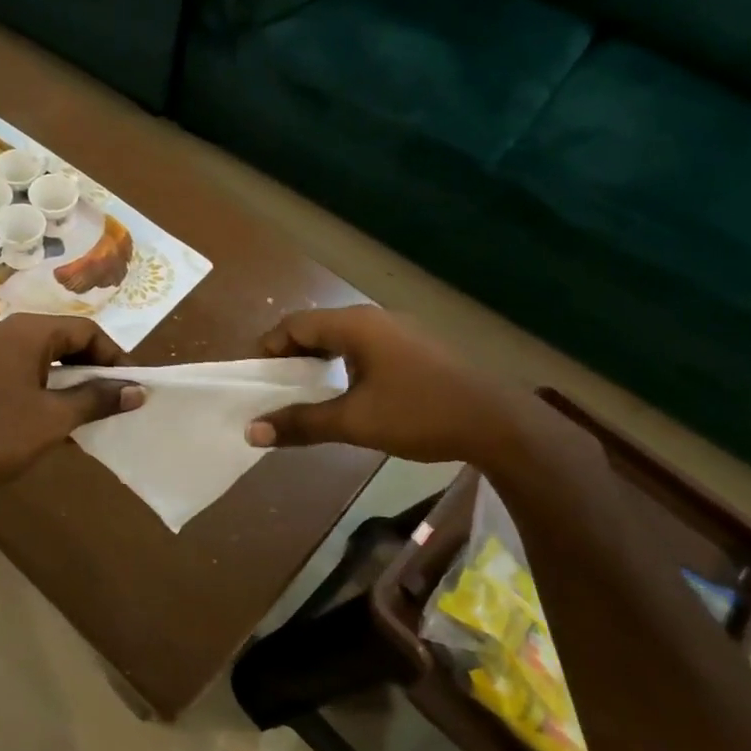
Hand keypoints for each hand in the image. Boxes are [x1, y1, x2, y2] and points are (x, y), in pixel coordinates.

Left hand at [0, 314, 142, 515]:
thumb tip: (137, 390)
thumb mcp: (54, 419)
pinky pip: (15, 372)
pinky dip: (38, 389)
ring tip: (84, 414)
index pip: (83, 329)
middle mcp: (1, 331)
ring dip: (64, 382)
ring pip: (36, 358)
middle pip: (59, 339)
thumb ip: (97, 399)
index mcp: (24, 331)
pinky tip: (48, 422)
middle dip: (89, 369)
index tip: (130, 385)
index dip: (112, 355)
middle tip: (110, 399)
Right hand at [244, 306, 523, 462]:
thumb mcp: (354, 422)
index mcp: (355, 325)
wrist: (499, 422)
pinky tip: (346, 392)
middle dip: (290, 355)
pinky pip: (365, 347)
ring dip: (318, 361)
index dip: (269, 347)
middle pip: (317, 327)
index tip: (254, 377)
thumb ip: (301, 423)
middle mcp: (374, 318)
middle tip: (274, 386)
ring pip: (343, 338)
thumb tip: (251, 432)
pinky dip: (343, 364)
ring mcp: (399, 331)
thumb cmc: (420, 414)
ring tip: (304, 391)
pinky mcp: (415, 348)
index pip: (295, 324)